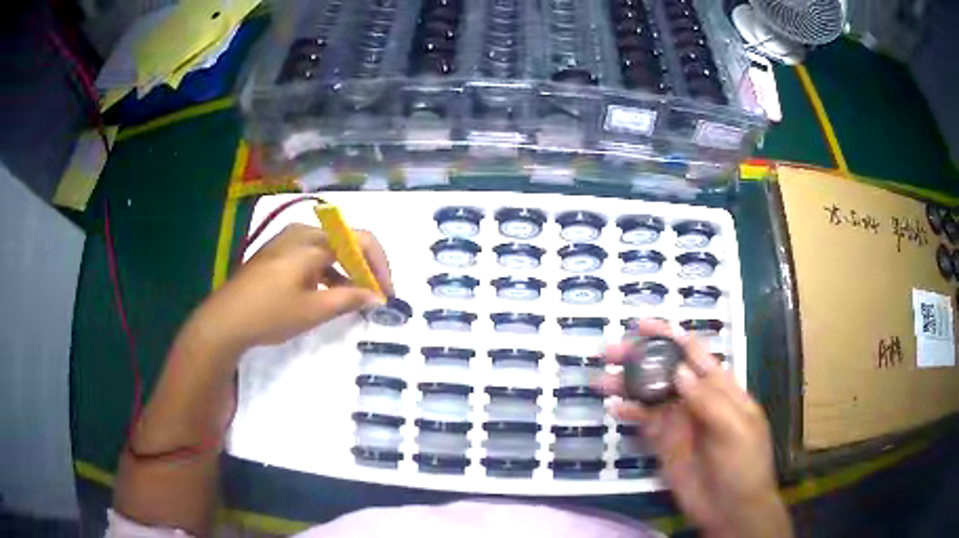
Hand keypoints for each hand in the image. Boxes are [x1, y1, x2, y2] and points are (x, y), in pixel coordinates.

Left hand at [187, 223, 392, 353]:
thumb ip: (349, 299)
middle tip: (373, 296)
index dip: (379, 266)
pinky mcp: (277, 254)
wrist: (225, 320)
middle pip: (345, 242)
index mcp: (312, 241)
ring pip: (329, 250)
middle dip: (364, 268)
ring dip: (346, 272)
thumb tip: (378, 296)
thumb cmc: (270, 313)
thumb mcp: (313, 310)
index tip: (386, 294)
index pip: (360, 240)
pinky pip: (312, 256)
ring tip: (354, 300)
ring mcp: (286, 241)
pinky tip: (328, 295)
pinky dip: (327, 273)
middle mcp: (301, 232)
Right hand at [599, 319, 790, 537]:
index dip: (670, 336)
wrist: (731, 509)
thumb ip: (708, 400)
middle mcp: (697, 399)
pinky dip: (629, 412)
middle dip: (641, 358)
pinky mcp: (665, 443)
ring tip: (601, 379)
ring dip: (628, 384)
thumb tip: (679, 369)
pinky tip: (614, 408)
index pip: (695, 354)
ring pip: (651, 395)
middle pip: (667, 370)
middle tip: (610, 351)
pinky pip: (645, 422)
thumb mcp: (735, 429)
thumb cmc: (743, 464)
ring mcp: (680, 422)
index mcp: (720, 388)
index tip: (642, 326)